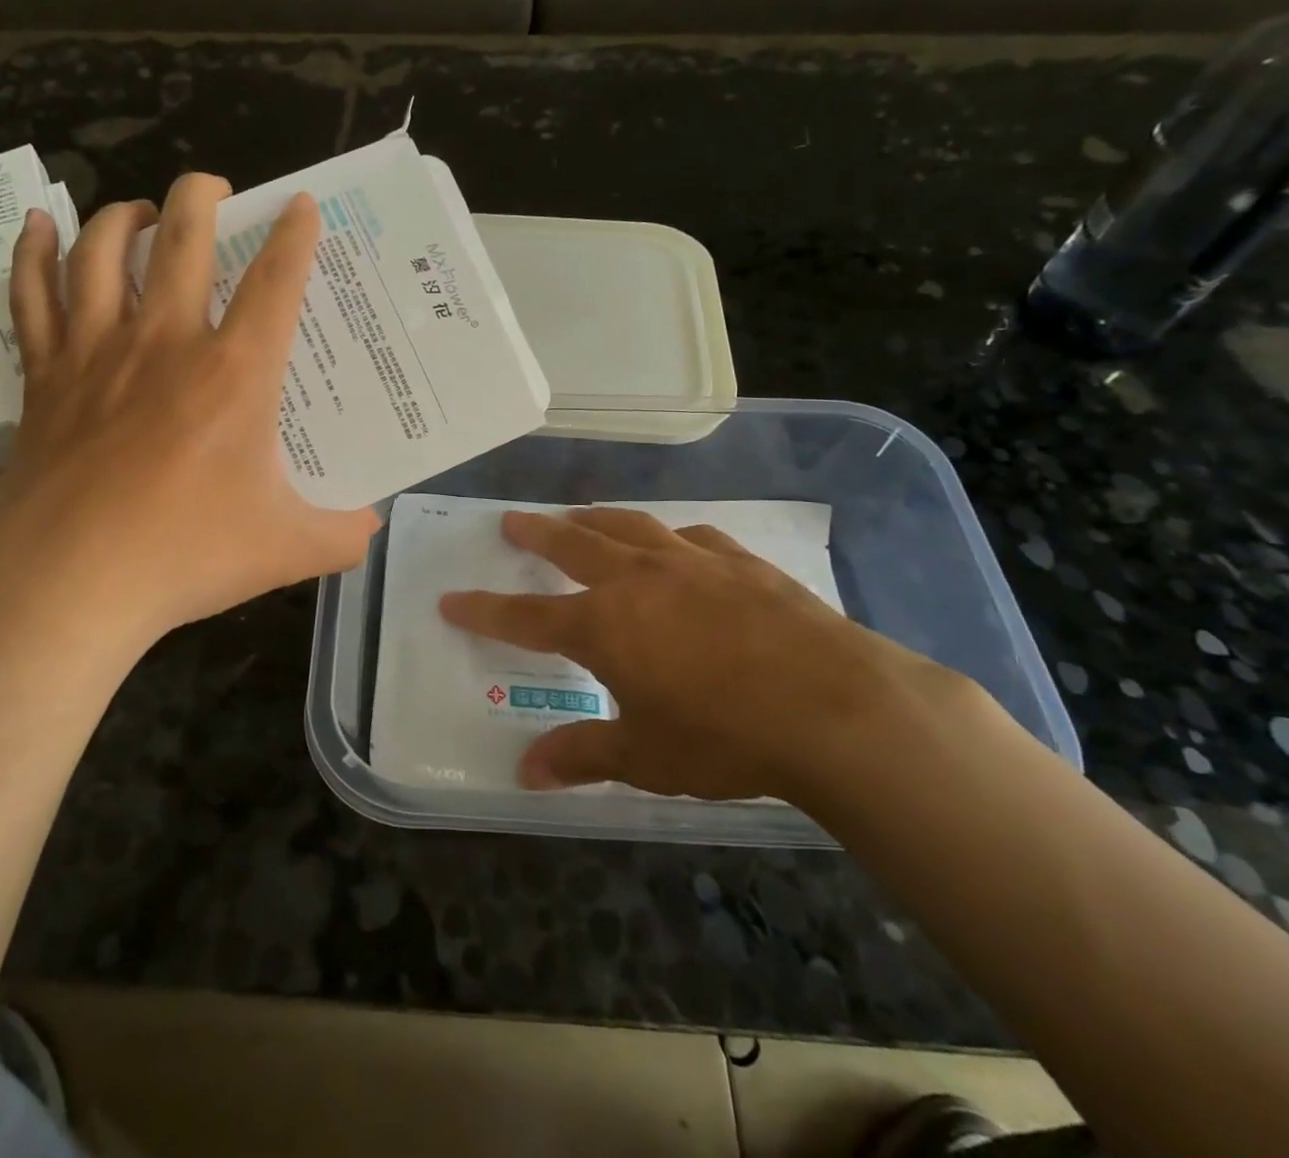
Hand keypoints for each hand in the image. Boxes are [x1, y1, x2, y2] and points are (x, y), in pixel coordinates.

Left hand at [0, 174, 378, 665]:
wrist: (69, 584)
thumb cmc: (185, 556)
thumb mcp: (287, 550)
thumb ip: (342, 535)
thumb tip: (372, 527)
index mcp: (234, 374)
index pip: (276, 283)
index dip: (295, 237)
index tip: (300, 205)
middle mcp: (166, 343)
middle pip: (183, 240)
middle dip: (202, 196)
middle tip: (214, 187)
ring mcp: (97, 352)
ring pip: (103, 252)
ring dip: (124, 216)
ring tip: (140, 211)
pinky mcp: (45, 376)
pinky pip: (32, 295)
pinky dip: (33, 253)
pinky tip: (38, 226)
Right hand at [439, 507, 973, 802]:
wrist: (837, 709)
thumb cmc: (726, 736)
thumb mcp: (646, 756)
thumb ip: (581, 755)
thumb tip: (524, 772)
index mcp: (603, 625)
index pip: (525, 616)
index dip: (484, 610)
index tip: (451, 599)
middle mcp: (637, 580)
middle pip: (571, 544)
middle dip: (535, 534)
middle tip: (511, 521)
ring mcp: (690, 562)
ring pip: (628, 526)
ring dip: (594, 519)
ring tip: (577, 515)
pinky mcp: (739, 562)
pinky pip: (691, 537)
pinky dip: (669, 536)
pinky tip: (674, 541)